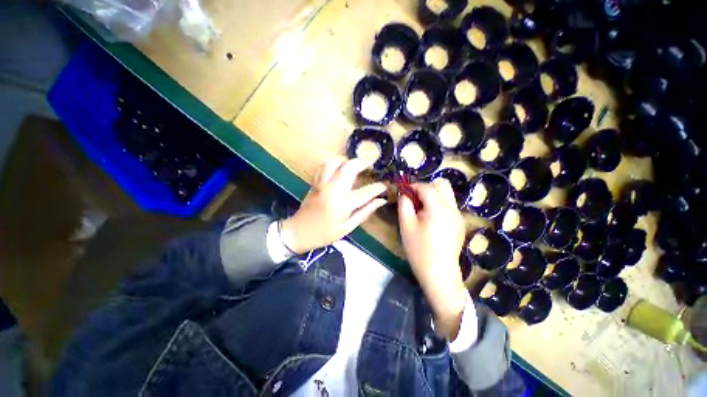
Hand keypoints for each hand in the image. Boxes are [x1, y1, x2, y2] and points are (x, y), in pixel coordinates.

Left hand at [280, 157, 386, 253]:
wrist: (298, 232)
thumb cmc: (325, 233)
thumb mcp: (348, 227)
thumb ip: (365, 212)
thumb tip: (381, 201)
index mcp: (343, 204)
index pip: (366, 191)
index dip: (379, 187)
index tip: (385, 185)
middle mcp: (333, 189)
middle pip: (349, 167)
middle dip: (362, 163)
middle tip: (369, 166)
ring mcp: (322, 184)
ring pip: (333, 162)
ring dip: (345, 160)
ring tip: (352, 166)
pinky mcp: (314, 182)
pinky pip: (323, 166)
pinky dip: (332, 163)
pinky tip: (337, 168)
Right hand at [398, 179, 467, 339]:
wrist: (439, 273)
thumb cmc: (419, 249)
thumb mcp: (406, 225)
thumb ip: (404, 204)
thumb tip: (404, 194)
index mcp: (438, 207)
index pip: (426, 187)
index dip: (413, 186)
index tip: (404, 191)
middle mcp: (452, 207)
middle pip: (442, 185)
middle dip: (426, 187)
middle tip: (415, 200)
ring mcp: (458, 215)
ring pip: (447, 194)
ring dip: (433, 195)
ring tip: (422, 210)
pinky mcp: (460, 223)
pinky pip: (449, 205)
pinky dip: (439, 205)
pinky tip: (431, 220)